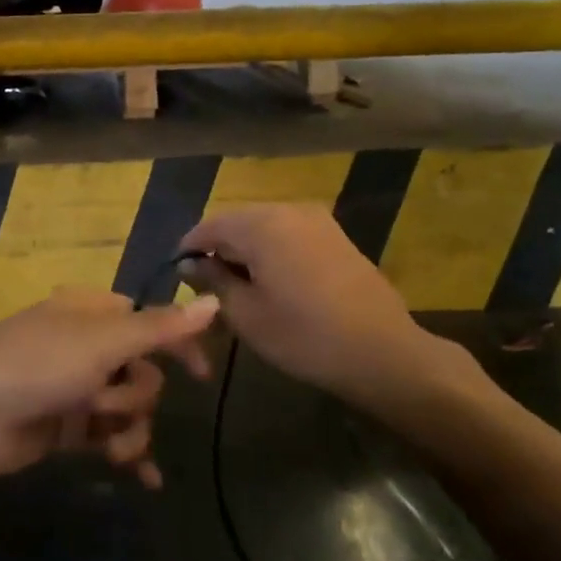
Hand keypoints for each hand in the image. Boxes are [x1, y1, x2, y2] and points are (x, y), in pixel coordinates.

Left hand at [0, 289, 217, 484]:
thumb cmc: (38, 364)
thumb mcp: (104, 342)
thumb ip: (161, 328)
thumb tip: (214, 302)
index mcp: (92, 311)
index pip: (149, 321)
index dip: (177, 344)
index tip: (202, 375)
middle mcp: (86, 345)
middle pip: (142, 370)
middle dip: (137, 396)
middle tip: (109, 406)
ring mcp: (75, 387)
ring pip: (128, 407)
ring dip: (130, 430)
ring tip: (115, 450)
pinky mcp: (66, 426)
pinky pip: (109, 437)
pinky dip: (127, 454)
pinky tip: (147, 479)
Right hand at [179, 205, 472, 411]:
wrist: (381, 351)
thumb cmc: (304, 336)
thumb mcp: (246, 314)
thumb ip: (213, 281)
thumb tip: (189, 264)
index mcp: (260, 224)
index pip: (209, 225)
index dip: (189, 249)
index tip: (178, 276)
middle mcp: (287, 209)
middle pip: (237, 221)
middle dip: (219, 249)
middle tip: (207, 287)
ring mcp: (315, 219)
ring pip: (264, 226)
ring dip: (246, 250)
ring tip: (240, 288)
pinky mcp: (335, 234)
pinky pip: (289, 233)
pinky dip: (272, 251)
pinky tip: (274, 283)